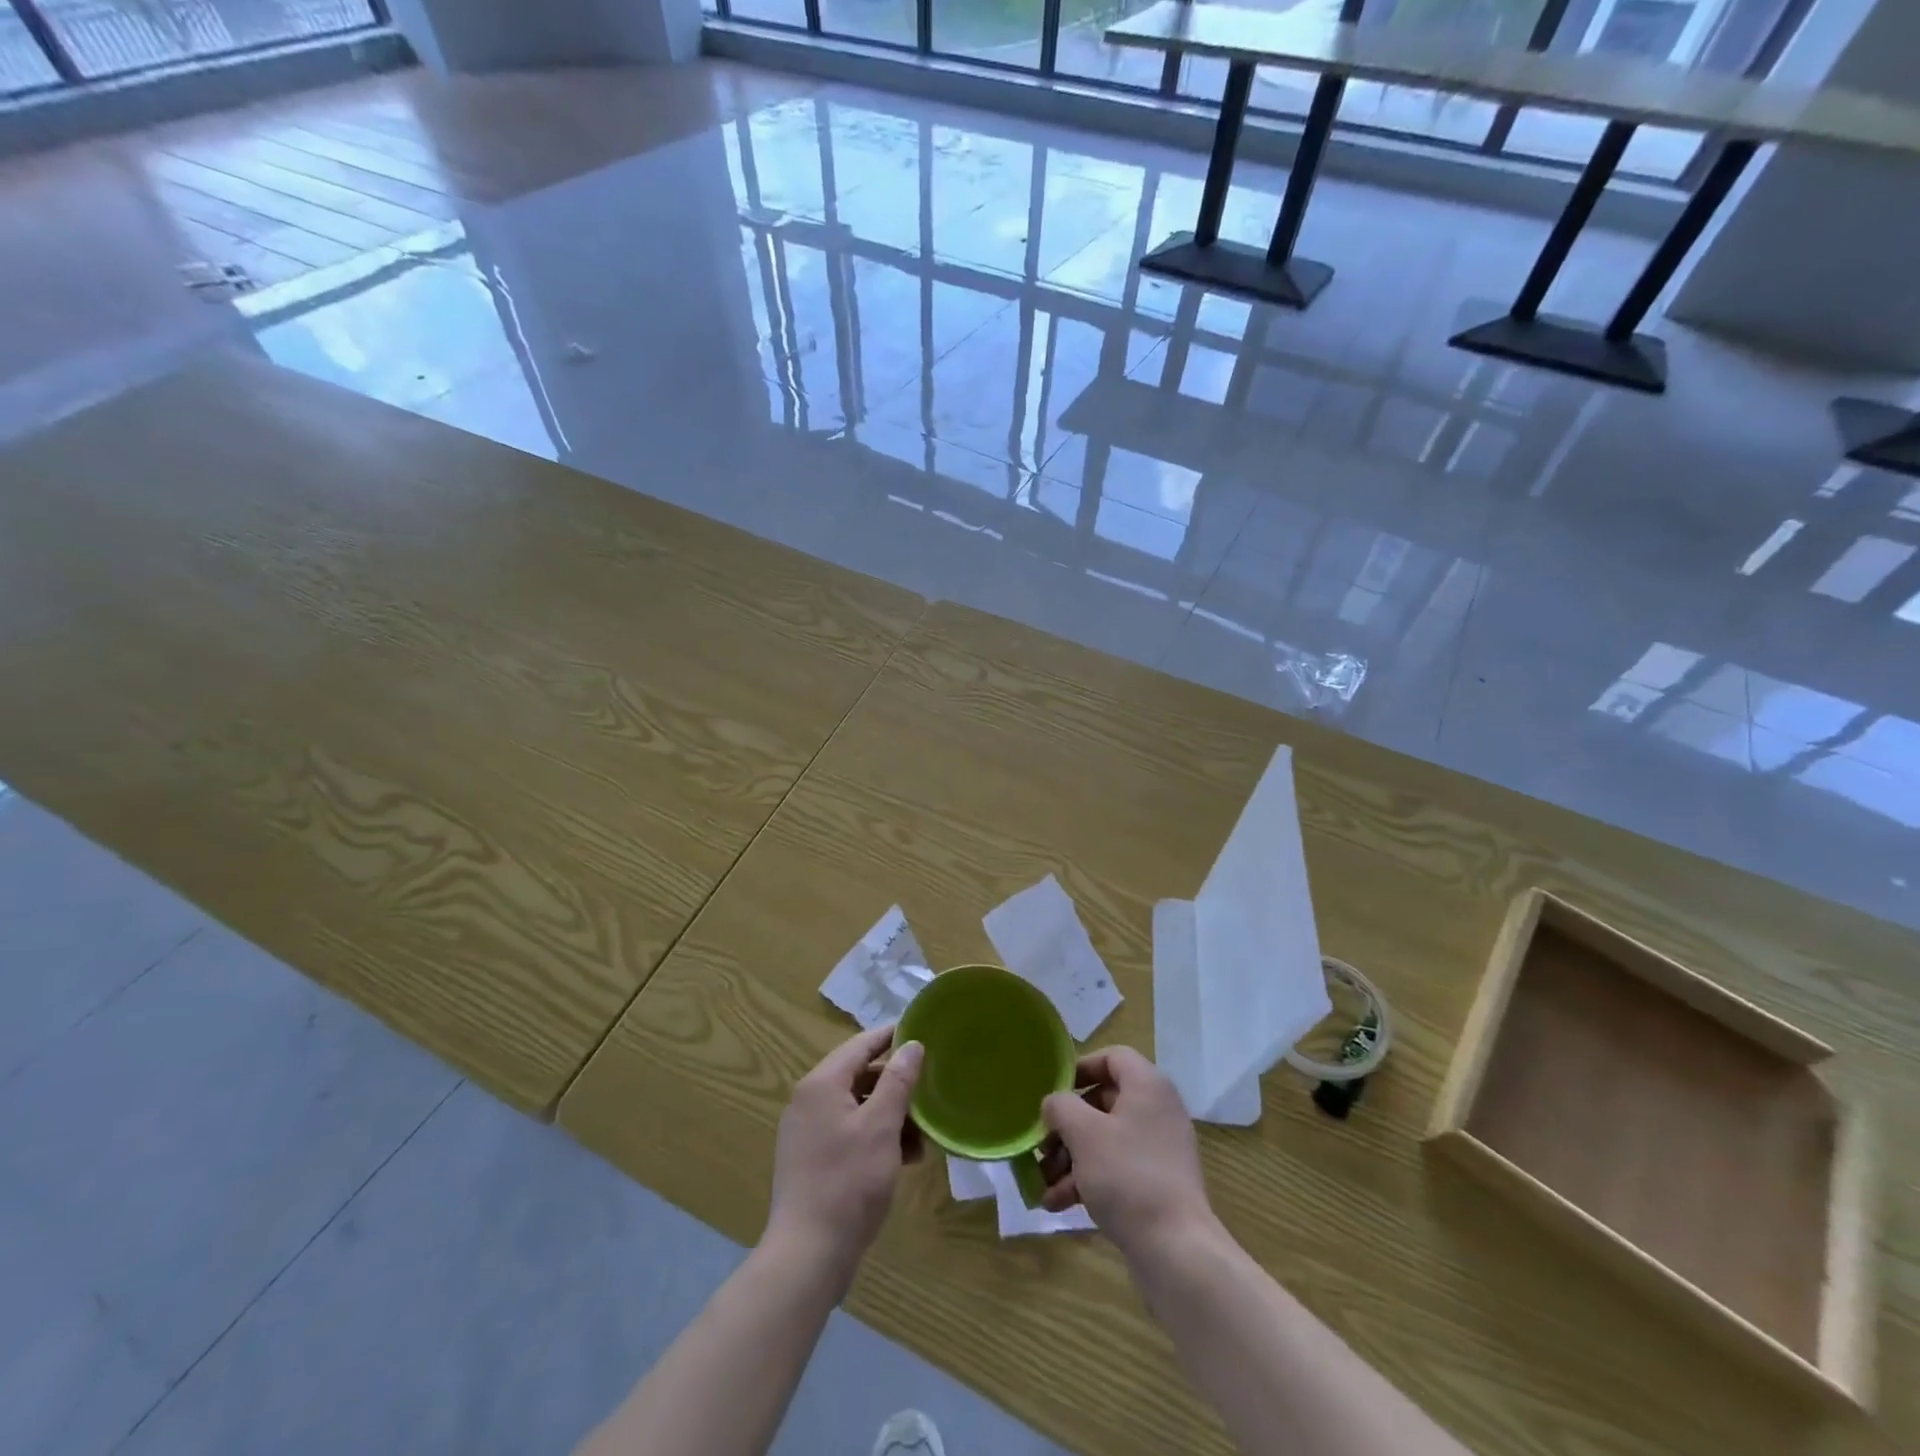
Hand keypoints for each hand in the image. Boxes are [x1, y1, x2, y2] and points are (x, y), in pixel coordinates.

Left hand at [765, 1025, 923, 1284]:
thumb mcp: (881, 1126)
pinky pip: (850, 1133)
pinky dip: (877, 1137)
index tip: (922, 1030)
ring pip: (858, 1108)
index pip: (861, 1044)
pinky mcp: (812, 1161)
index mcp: (821, 1084)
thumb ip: (898, 1081)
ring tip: (923, 1135)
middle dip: (896, 1085)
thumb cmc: (848, 1182)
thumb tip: (912, 1045)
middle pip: (859, 1076)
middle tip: (930, 1090)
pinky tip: (905, 1158)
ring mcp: (808, 1132)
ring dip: (891, 1115)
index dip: (892, 1036)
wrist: (808, 1256)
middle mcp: (809, 1100)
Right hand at [1040, 1047, 1216, 1261]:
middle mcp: (1157, 1110)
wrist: (1176, 1250)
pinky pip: (1116, 1168)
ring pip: (1105, 1139)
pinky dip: (1088, 1179)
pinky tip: (1058, 1202)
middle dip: (1066, 1125)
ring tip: (1043, 1182)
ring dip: (1071, 1156)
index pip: (1112, 1057)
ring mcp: (1159, 1149)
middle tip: (1041, 1144)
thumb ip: (1061, 1107)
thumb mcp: (1084, 1133)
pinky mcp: (1156, 1183)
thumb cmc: (1127, 1176)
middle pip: (1103, 1102)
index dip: (1080, 1068)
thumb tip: (1054, 1104)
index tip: (1053, 1091)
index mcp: (1147, 1086)